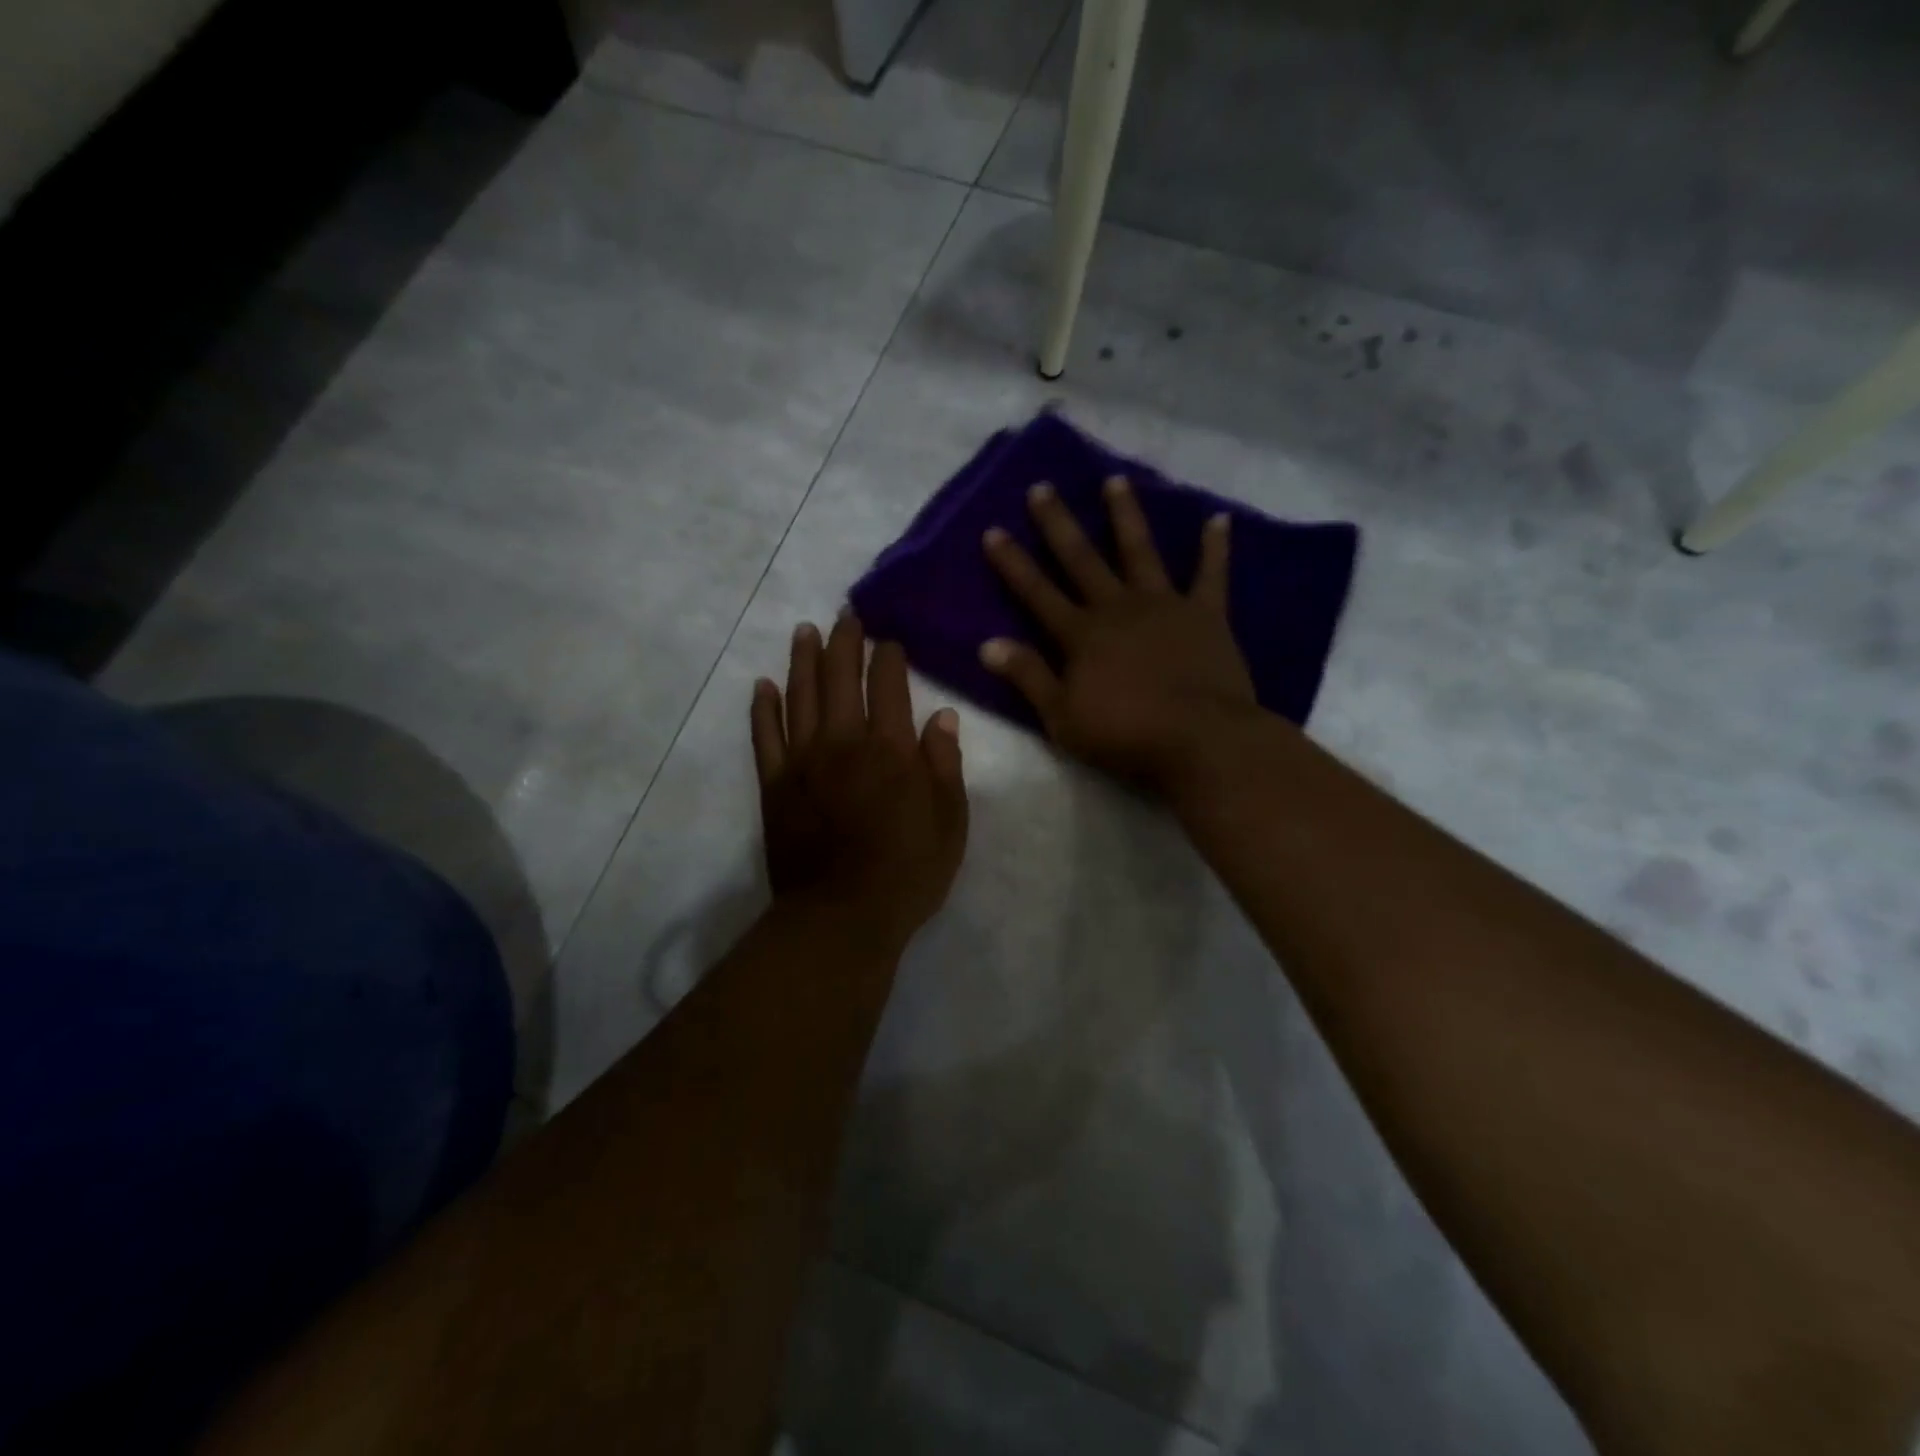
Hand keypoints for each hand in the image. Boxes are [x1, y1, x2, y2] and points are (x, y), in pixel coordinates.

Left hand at [752, 613, 969, 946]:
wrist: (842, 916)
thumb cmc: (908, 871)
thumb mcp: (950, 821)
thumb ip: (944, 764)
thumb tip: (942, 715)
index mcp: (891, 748)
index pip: (889, 684)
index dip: (889, 656)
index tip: (889, 640)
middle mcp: (843, 741)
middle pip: (840, 677)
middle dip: (844, 641)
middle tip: (845, 615)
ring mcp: (803, 760)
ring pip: (800, 695)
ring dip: (803, 659)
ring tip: (805, 631)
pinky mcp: (775, 784)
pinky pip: (765, 735)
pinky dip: (763, 707)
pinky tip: (763, 685)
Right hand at [980, 476, 1256, 790]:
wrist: (1200, 739)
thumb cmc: (1125, 734)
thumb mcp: (1062, 716)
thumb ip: (1028, 676)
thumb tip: (987, 644)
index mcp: (1081, 634)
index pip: (1037, 592)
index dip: (1013, 563)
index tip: (994, 529)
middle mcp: (1118, 608)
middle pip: (1082, 559)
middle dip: (1059, 524)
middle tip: (1042, 487)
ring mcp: (1164, 605)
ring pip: (1140, 551)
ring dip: (1126, 515)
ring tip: (1115, 481)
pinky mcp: (1206, 614)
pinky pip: (1211, 574)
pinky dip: (1215, 546)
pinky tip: (1218, 518)